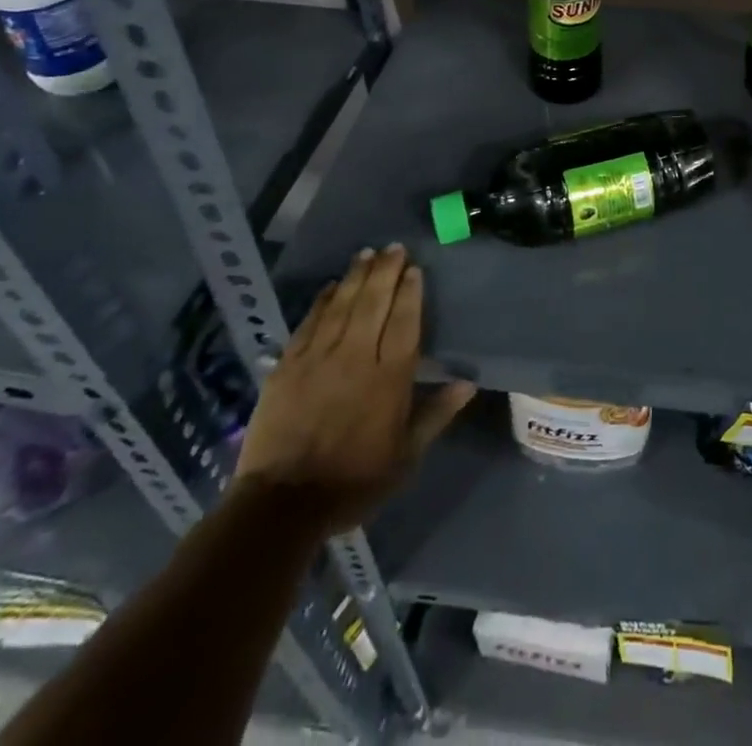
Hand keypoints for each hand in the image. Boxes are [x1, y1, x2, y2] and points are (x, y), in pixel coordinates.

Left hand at [233, 245, 474, 528]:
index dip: (410, 292)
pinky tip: (330, 286)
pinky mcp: (288, 366)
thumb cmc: (354, 481)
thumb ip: (436, 415)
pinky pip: (309, 322)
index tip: (414, 269)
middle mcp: (357, 356)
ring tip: (367, 254)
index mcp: (389, 377)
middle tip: (394, 248)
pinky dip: (321, 300)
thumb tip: (468, 383)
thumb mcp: (406, 456)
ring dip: (356, 276)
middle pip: (374, 302)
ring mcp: (319, 357)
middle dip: (386, 271)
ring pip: (341, 304)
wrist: (283, 505)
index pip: (405, 321)